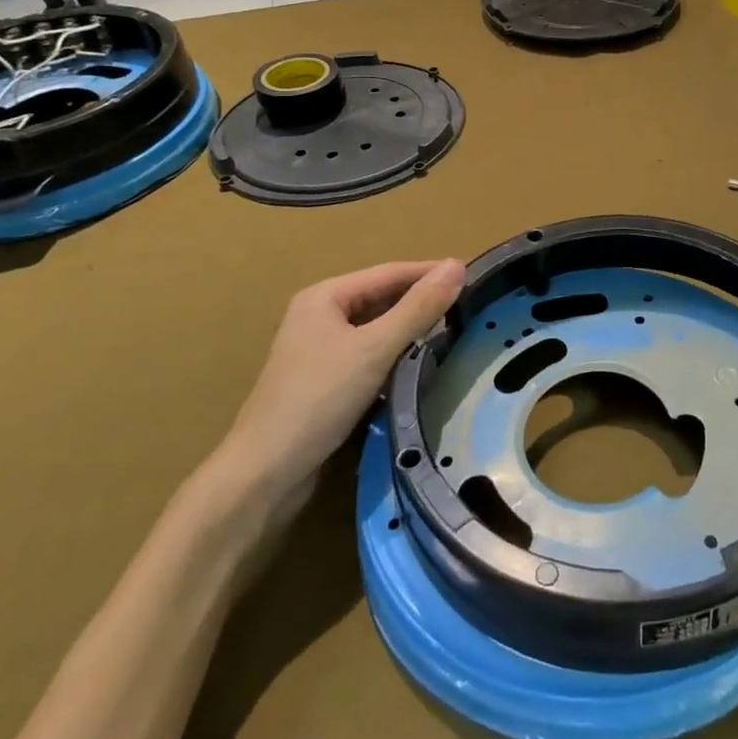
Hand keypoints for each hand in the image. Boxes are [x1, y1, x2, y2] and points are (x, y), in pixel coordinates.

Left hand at [211, 259, 464, 503]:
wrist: (264, 473)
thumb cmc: (319, 399)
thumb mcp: (375, 349)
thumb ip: (418, 308)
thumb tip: (457, 265)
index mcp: (325, 296)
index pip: (389, 273)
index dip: (430, 273)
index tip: (473, 276)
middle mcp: (319, 315)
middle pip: (381, 298)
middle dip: (421, 302)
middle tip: (467, 307)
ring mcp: (319, 350)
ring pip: (376, 328)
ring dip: (409, 330)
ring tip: (452, 333)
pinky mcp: (323, 381)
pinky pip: (368, 355)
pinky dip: (394, 355)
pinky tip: (418, 365)